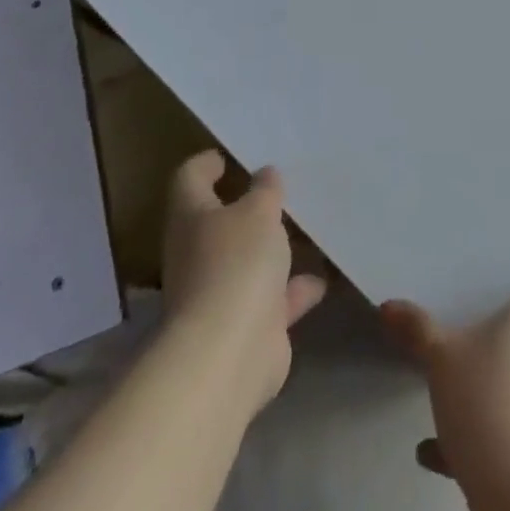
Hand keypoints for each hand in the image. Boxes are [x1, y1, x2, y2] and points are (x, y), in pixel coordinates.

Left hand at [160, 149, 327, 410]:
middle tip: (278, 188)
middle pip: (218, 223)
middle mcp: (198, 254)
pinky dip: (293, 290)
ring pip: (247, 261)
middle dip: (246, 208)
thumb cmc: (236, 264)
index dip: (206, 164)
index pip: (189, 179)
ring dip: (272, 250)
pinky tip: (321, 279)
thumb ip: (265, 190)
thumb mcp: (259, 211)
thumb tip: (264, 174)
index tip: (228, 155)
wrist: (229, 355)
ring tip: (305, 228)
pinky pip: (272, 300)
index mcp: (192, 217)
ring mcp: (219, 294)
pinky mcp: (245, 327)